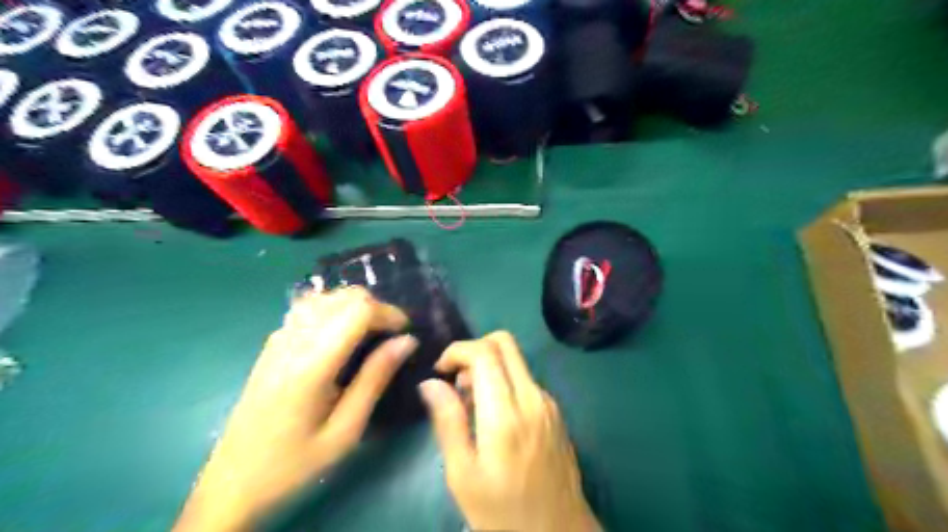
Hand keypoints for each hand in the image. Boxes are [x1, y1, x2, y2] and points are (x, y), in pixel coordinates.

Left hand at [175, 289, 416, 528]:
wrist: (233, 483)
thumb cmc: (295, 463)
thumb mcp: (346, 430)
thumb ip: (376, 378)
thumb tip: (407, 341)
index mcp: (312, 363)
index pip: (359, 310)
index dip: (390, 313)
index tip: (407, 334)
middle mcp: (293, 340)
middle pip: (344, 296)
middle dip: (377, 307)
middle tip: (393, 337)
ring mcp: (279, 338)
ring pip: (327, 297)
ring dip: (356, 306)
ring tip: (371, 334)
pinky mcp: (273, 343)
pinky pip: (310, 308)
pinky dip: (335, 310)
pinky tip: (342, 336)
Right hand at [422, 330, 597, 529]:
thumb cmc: (502, 512)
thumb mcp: (463, 474)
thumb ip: (447, 421)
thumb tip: (430, 383)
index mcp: (506, 413)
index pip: (484, 352)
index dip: (457, 350)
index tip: (440, 371)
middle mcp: (532, 397)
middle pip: (505, 342)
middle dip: (474, 349)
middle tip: (456, 380)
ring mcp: (548, 402)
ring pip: (516, 359)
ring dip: (489, 367)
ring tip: (471, 405)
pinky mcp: (555, 410)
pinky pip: (525, 378)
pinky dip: (504, 381)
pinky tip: (494, 415)